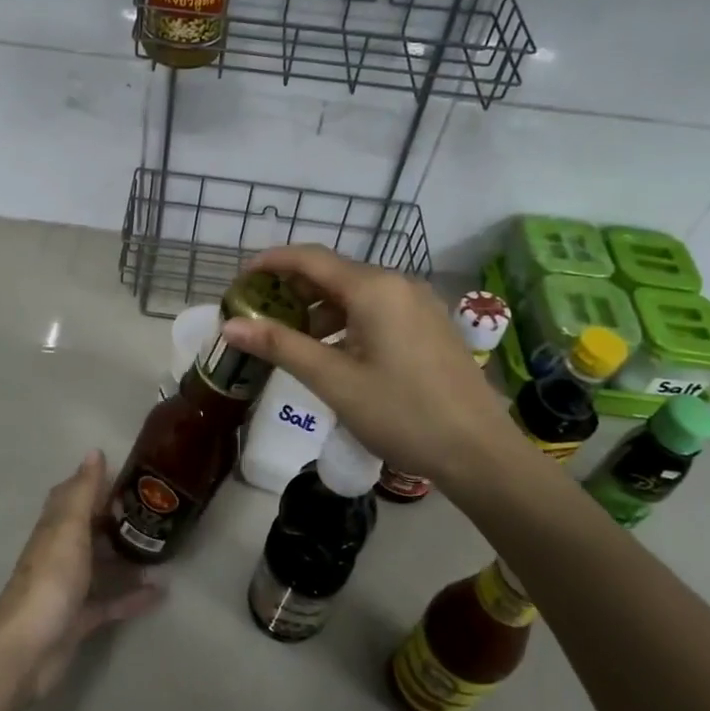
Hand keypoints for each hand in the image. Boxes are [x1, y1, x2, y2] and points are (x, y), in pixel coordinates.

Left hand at [0, 450, 165, 699]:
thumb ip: (84, 492)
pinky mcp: (80, 620)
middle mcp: (61, 553)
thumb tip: (94, 451)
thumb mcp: (69, 528)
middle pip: (90, 530)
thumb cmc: (50, 579)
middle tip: (155, 513)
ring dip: (127, 558)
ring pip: (101, 565)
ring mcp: (70, 588)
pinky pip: (111, 602)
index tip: (129, 477)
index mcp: (56, 528)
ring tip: (162, 549)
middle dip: (117, 520)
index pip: (73, 496)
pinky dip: (133, 597)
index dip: (95, 484)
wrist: (27, 649)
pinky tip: (161, 593)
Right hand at [220, 246, 511, 482]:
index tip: (239, 281)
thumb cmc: (402, 413)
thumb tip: (229, 325)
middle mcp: (398, 284)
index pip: (310, 259)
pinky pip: (377, 310)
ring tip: (290, 340)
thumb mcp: (333, 381)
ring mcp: (418, 304)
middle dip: (292, 290)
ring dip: (318, 310)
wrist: (479, 451)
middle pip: (333, 273)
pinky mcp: (429, 325)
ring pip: (356, 294)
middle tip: (258, 315)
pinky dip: (346, 322)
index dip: (270, 263)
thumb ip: (280, 346)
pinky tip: (333, 353)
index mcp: (374, 288)